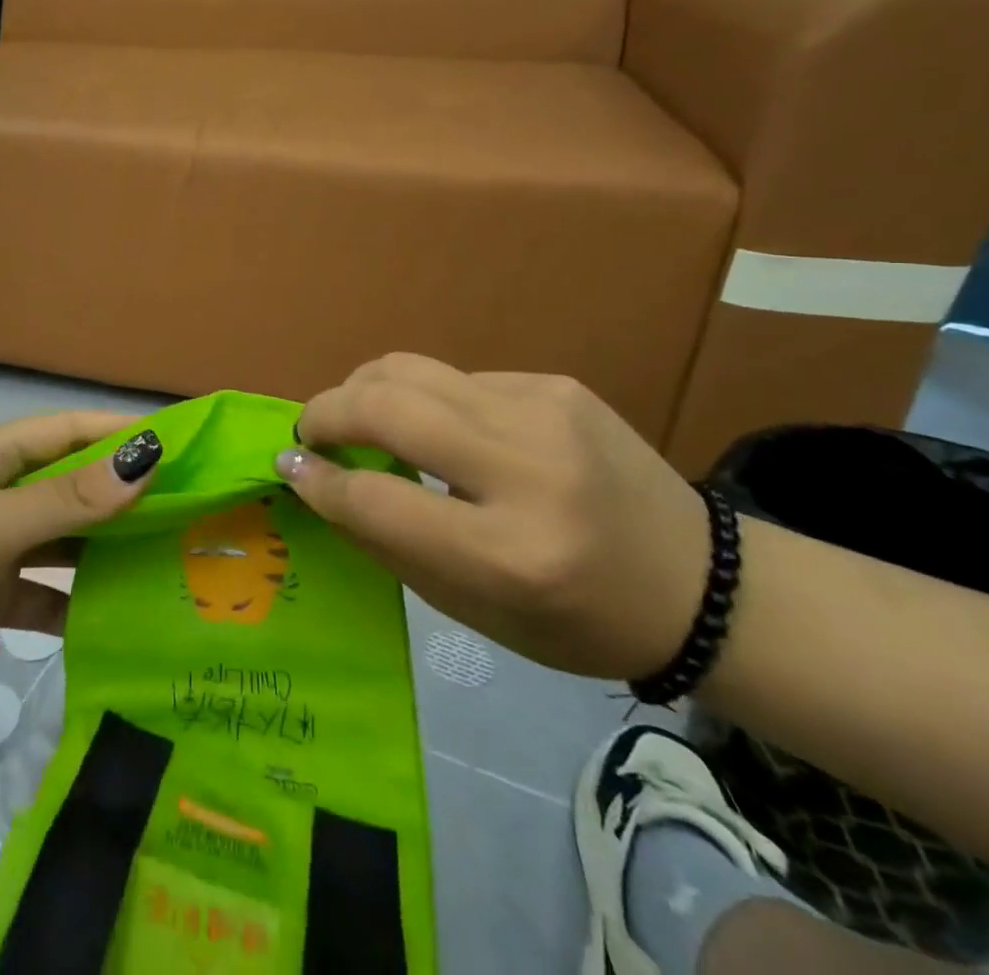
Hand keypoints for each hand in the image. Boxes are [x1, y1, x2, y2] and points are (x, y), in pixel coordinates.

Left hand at [0, 411, 160, 712]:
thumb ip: (68, 499)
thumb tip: (145, 459)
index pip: (70, 431)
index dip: (121, 432)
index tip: (183, 444)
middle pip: (72, 485)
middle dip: (124, 495)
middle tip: (189, 510)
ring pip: (62, 539)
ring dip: (105, 549)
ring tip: (168, 563)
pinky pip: (42, 590)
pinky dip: (74, 601)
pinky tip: (117, 619)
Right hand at [275, 354, 709, 680]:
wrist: (700, 583)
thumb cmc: (575, 620)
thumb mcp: (473, 610)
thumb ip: (388, 540)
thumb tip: (316, 478)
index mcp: (510, 557)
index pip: (379, 499)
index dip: (318, 480)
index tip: (288, 466)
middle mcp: (527, 472)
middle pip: (388, 408)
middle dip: (326, 411)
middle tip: (309, 431)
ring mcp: (545, 413)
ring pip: (412, 369)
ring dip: (363, 388)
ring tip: (354, 414)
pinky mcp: (555, 384)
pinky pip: (455, 377)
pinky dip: (423, 397)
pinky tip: (436, 425)